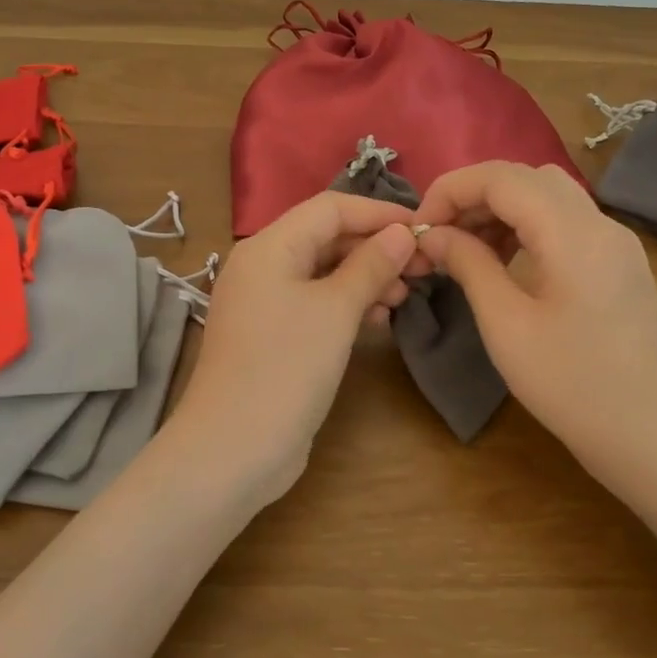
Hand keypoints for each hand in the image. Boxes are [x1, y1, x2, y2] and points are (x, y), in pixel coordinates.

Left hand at [167, 191, 418, 508]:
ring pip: (323, 272)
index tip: (423, 228)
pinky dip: (347, 304)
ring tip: (405, 296)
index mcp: (269, 247)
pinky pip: (315, 302)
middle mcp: (262, 266)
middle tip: (422, 267)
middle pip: (325, 238)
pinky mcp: (273, 334)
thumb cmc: (286, 368)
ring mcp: (264, 302)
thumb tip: (402, 232)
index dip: (378, 213)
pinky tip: (379, 318)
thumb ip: (370, 266)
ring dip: (365, 277)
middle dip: (374, 247)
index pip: (329, 208)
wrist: (233, 448)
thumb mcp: (335, 311)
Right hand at [411, 161, 656, 501]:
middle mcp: (600, 224)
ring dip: (499, 209)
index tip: (419, 227)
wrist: (654, 439)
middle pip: (526, 178)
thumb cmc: (573, 385)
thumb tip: (432, 234)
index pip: (502, 177)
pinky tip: (502, 261)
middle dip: (473, 196)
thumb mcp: (506, 325)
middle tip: (437, 236)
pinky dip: (525, 227)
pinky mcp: (619, 264)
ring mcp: (615, 243)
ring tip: (463, 248)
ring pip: (546, 196)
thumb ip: (468, 265)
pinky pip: (564, 222)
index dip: (451, 190)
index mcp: (573, 233)